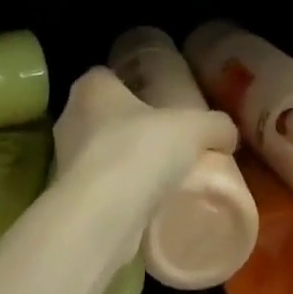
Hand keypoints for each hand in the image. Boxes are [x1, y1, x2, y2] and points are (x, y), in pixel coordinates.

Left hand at [52, 66, 238, 207]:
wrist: (101, 217)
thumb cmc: (140, 151)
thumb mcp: (194, 128)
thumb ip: (215, 125)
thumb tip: (228, 134)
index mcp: (91, 88)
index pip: (108, 76)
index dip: (132, 85)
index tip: (158, 102)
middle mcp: (70, 118)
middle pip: (104, 116)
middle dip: (130, 126)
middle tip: (165, 140)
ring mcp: (64, 160)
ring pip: (99, 154)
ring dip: (123, 163)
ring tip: (160, 177)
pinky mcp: (69, 198)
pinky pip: (98, 188)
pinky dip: (118, 194)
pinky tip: (144, 205)